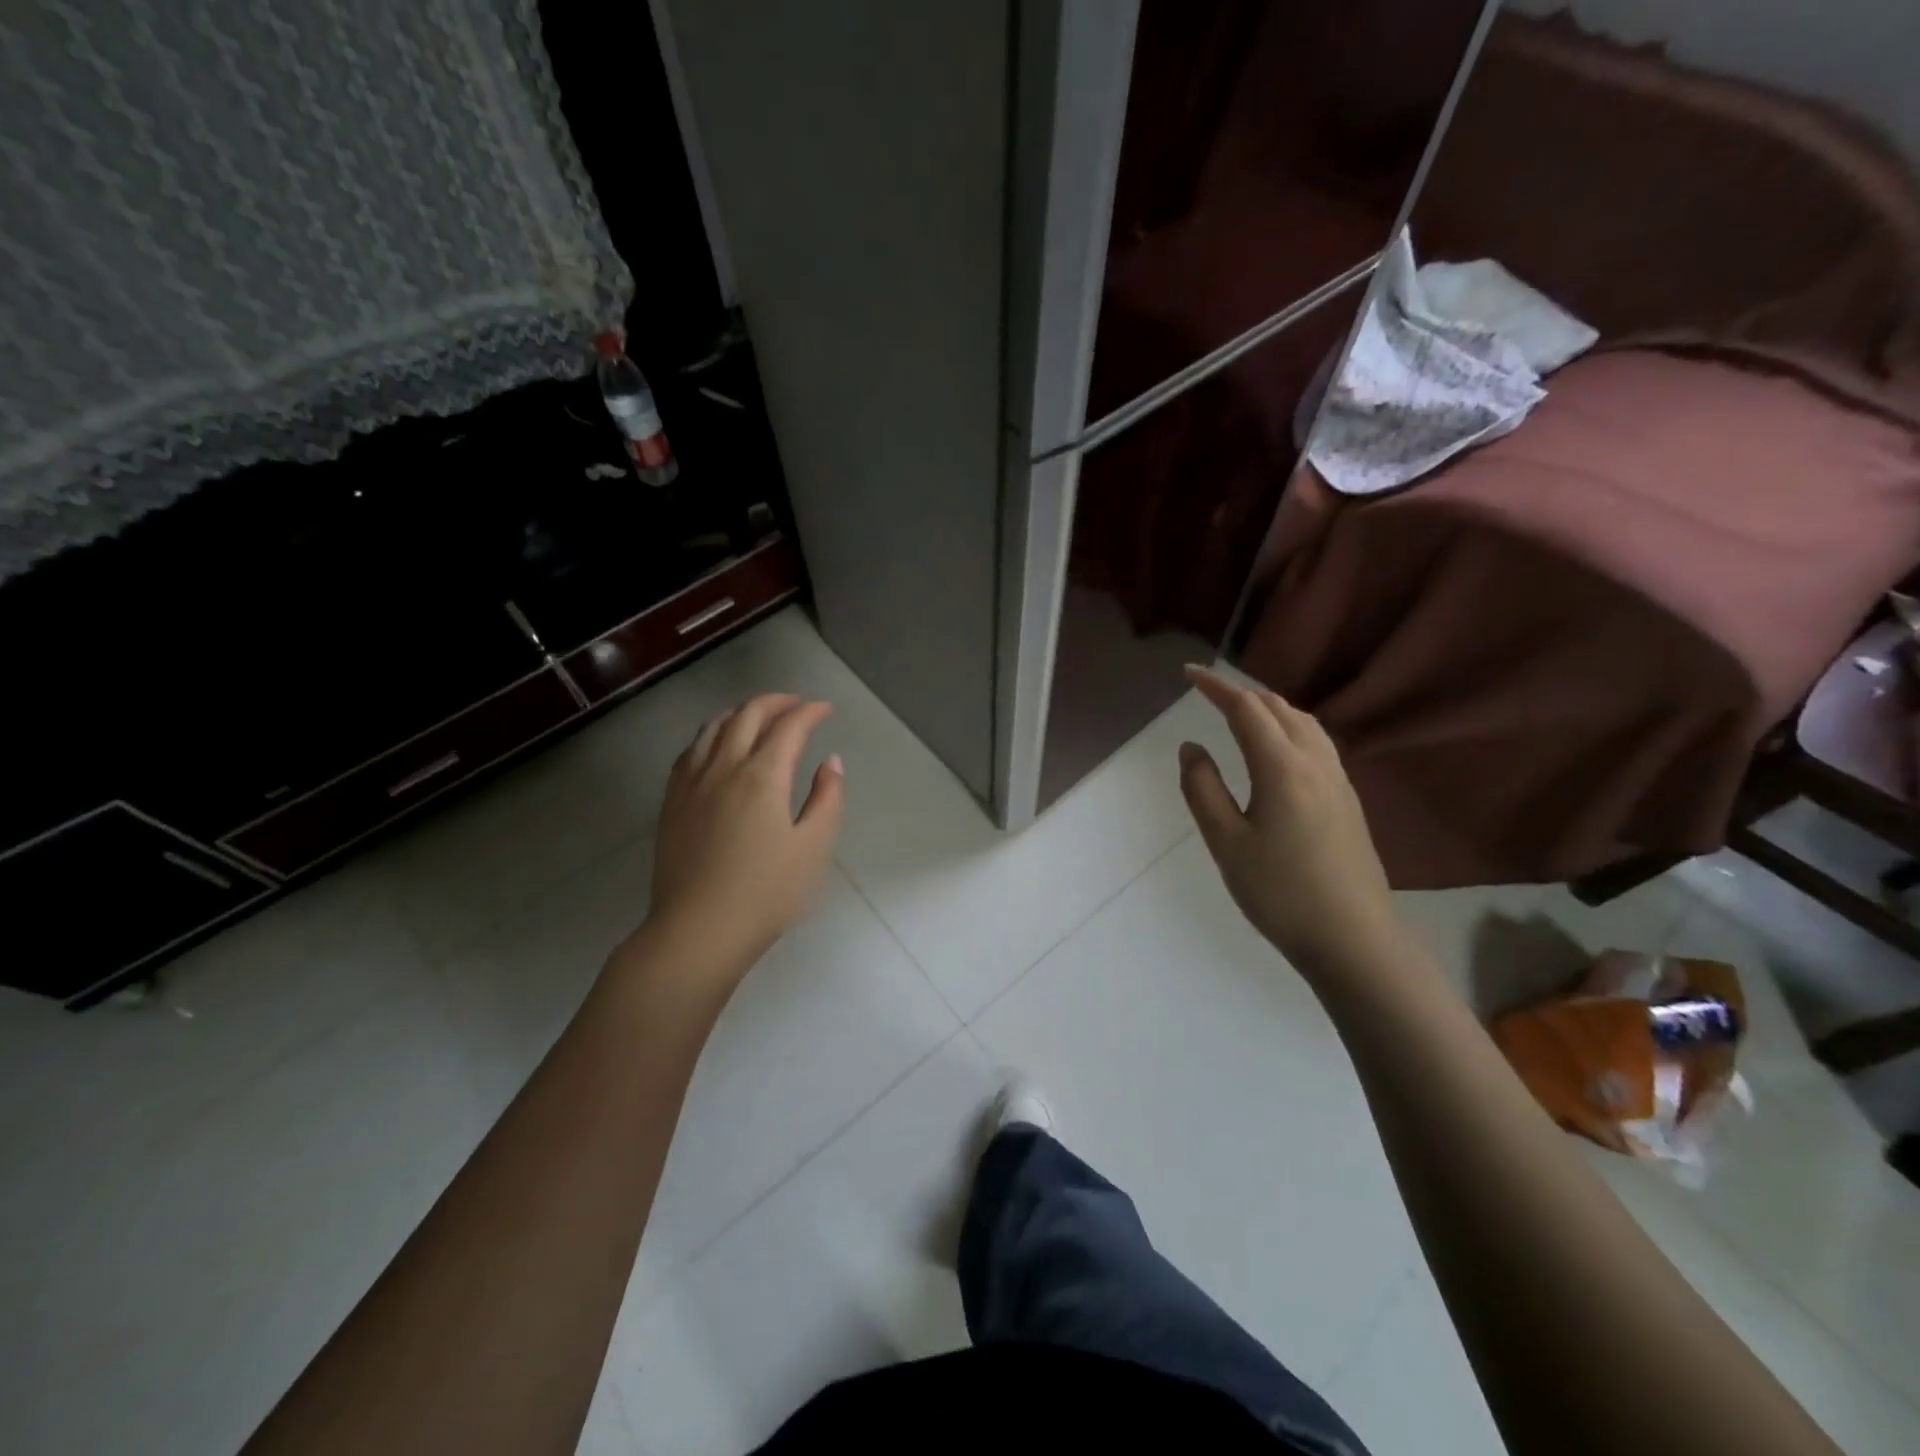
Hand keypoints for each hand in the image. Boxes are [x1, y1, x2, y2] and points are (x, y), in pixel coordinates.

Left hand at [642, 693, 844, 974]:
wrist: (698, 930)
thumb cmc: (766, 893)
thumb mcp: (814, 848)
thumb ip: (827, 798)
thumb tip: (830, 762)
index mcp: (762, 776)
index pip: (789, 726)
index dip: (810, 712)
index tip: (826, 709)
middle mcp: (723, 767)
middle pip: (747, 715)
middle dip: (776, 702)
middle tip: (797, 705)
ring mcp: (691, 782)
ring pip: (713, 727)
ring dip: (741, 713)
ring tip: (759, 717)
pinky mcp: (671, 801)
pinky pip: (691, 750)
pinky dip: (712, 735)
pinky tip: (718, 747)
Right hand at [1178, 666, 1402, 978]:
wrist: (1353, 938)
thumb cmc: (1280, 892)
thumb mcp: (1226, 842)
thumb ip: (1202, 789)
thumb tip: (1191, 747)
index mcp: (1282, 767)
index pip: (1246, 709)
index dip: (1215, 686)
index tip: (1188, 673)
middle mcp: (1315, 762)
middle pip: (1278, 708)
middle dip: (1241, 692)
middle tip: (1207, 692)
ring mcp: (1338, 780)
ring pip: (1303, 722)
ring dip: (1268, 707)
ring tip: (1240, 712)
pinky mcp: (1348, 799)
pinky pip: (1316, 741)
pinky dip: (1288, 726)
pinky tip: (1278, 748)